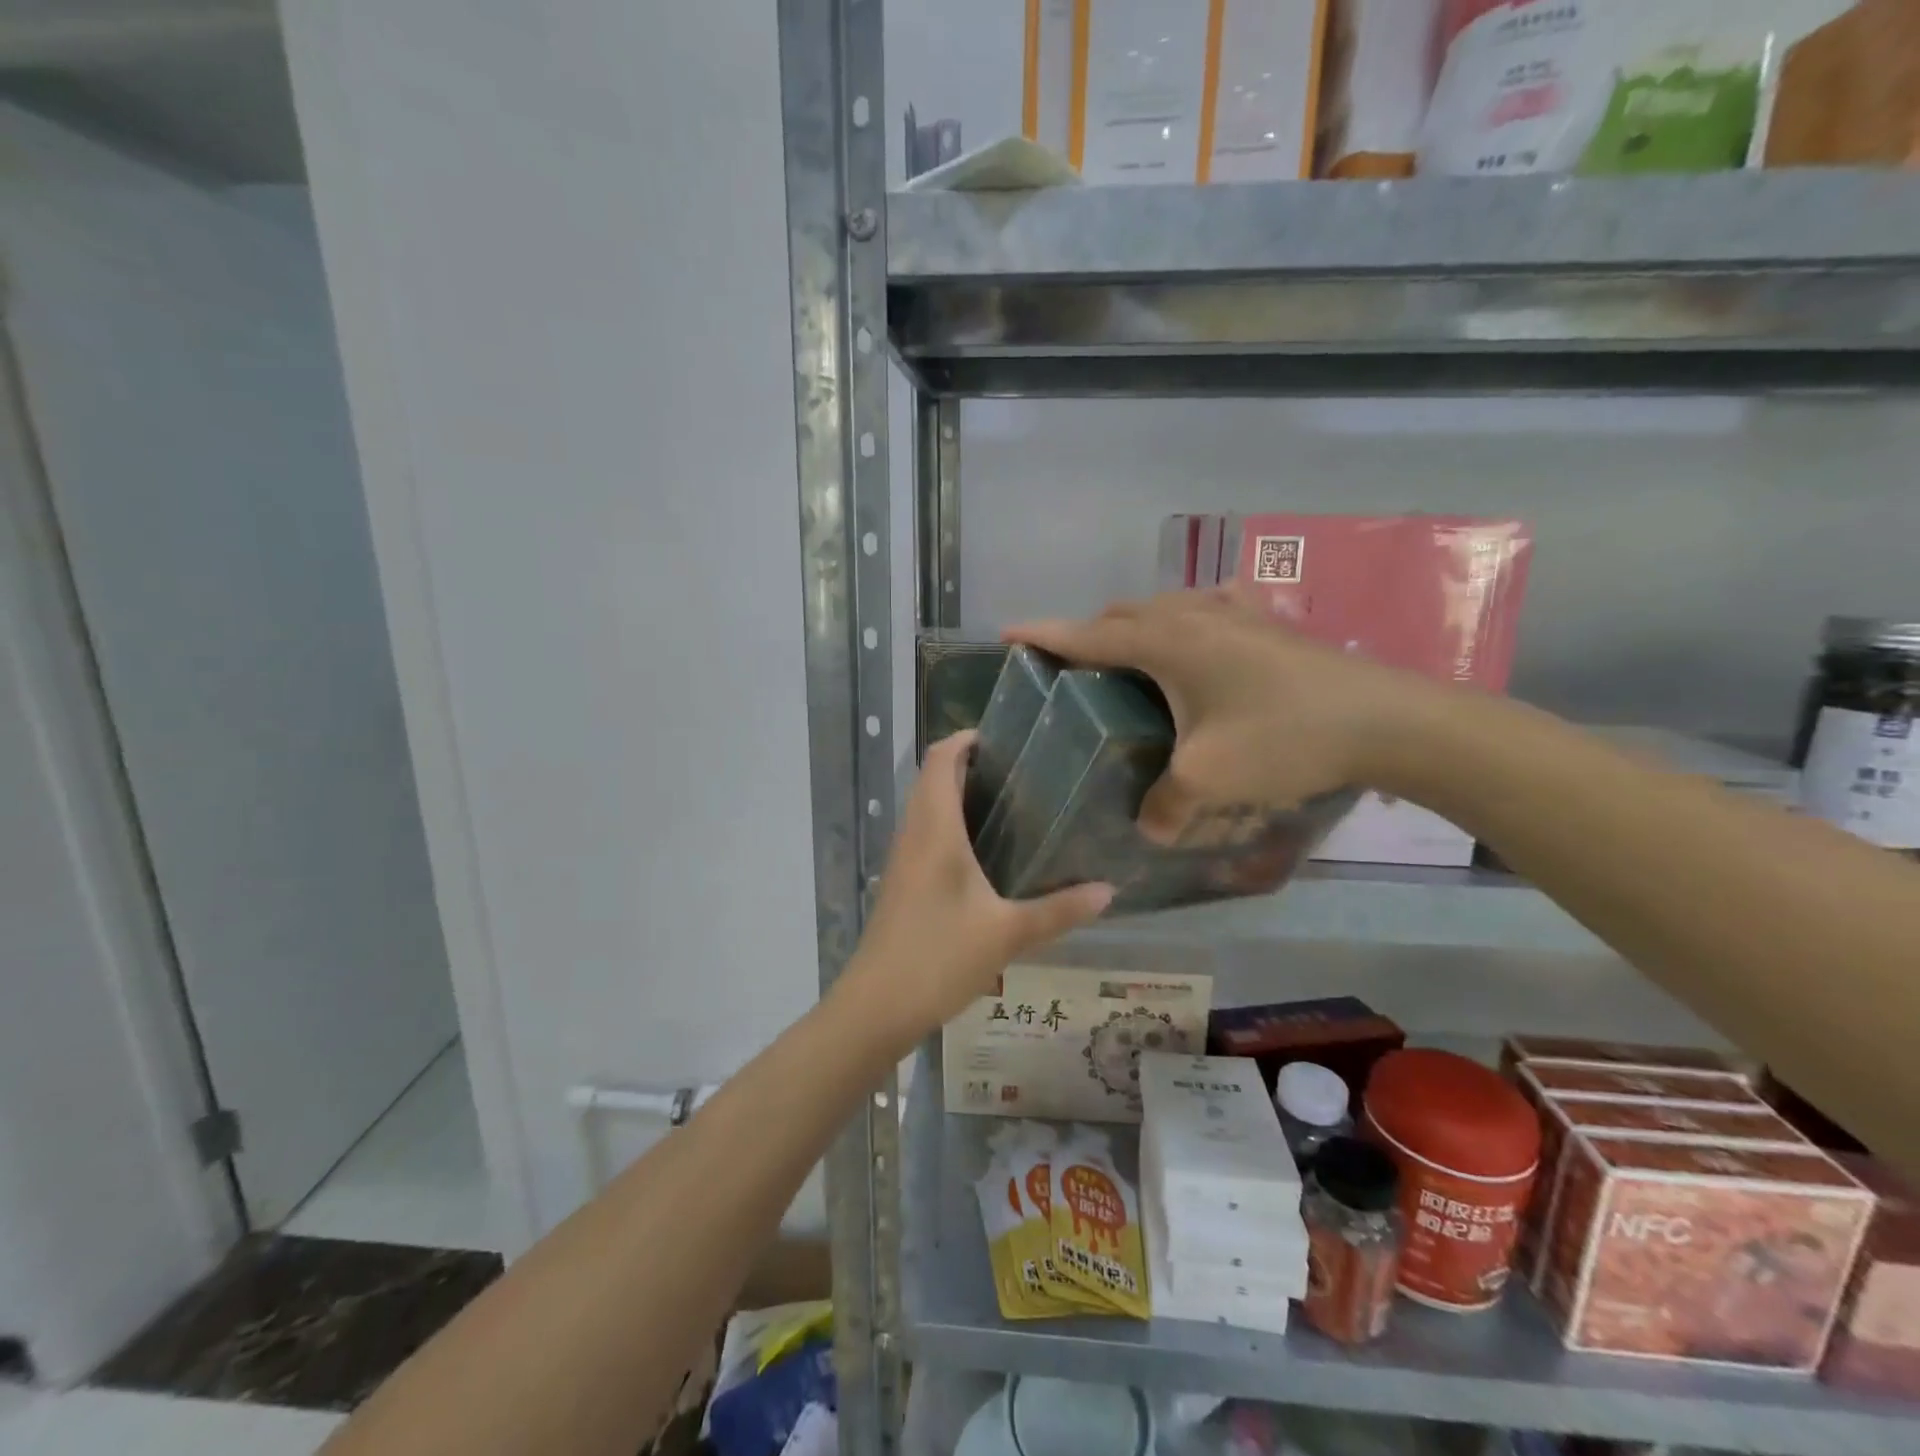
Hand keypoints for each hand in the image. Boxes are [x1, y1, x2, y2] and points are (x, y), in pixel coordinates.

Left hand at [843, 731, 1112, 1033]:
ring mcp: (903, 858)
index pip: (940, 758)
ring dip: (957, 792)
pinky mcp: (901, 881)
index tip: (1004, 737)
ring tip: (1008, 801)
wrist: (876, 1006)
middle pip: (931, 776)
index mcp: (935, 829)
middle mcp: (914, 832)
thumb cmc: (939, 957)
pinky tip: (983, 850)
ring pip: (926, 805)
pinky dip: (949, 822)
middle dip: (968, 763)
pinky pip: (924, 832)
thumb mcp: (1008, 934)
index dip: (966, 738)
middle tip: (1019, 769)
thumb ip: (1060, 910)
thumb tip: (1110, 891)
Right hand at [1009, 587, 1440, 841]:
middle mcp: (1192, 615)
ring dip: (1136, 626)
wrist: (1385, 721)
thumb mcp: (1209, 777)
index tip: (1008, 633)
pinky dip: (1185, 621)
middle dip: (1089, 633)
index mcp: (1166, 642)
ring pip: (1165, 606)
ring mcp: (1235, 612)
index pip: (1088, 634)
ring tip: (1131, 660)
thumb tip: (1149, 827)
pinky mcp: (1269, 623)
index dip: (1045, 635)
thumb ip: (1166, 804)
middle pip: (1123, 614)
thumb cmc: (1283, 738)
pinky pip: (1208, 609)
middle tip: (1075, 669)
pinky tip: (1202, 642)